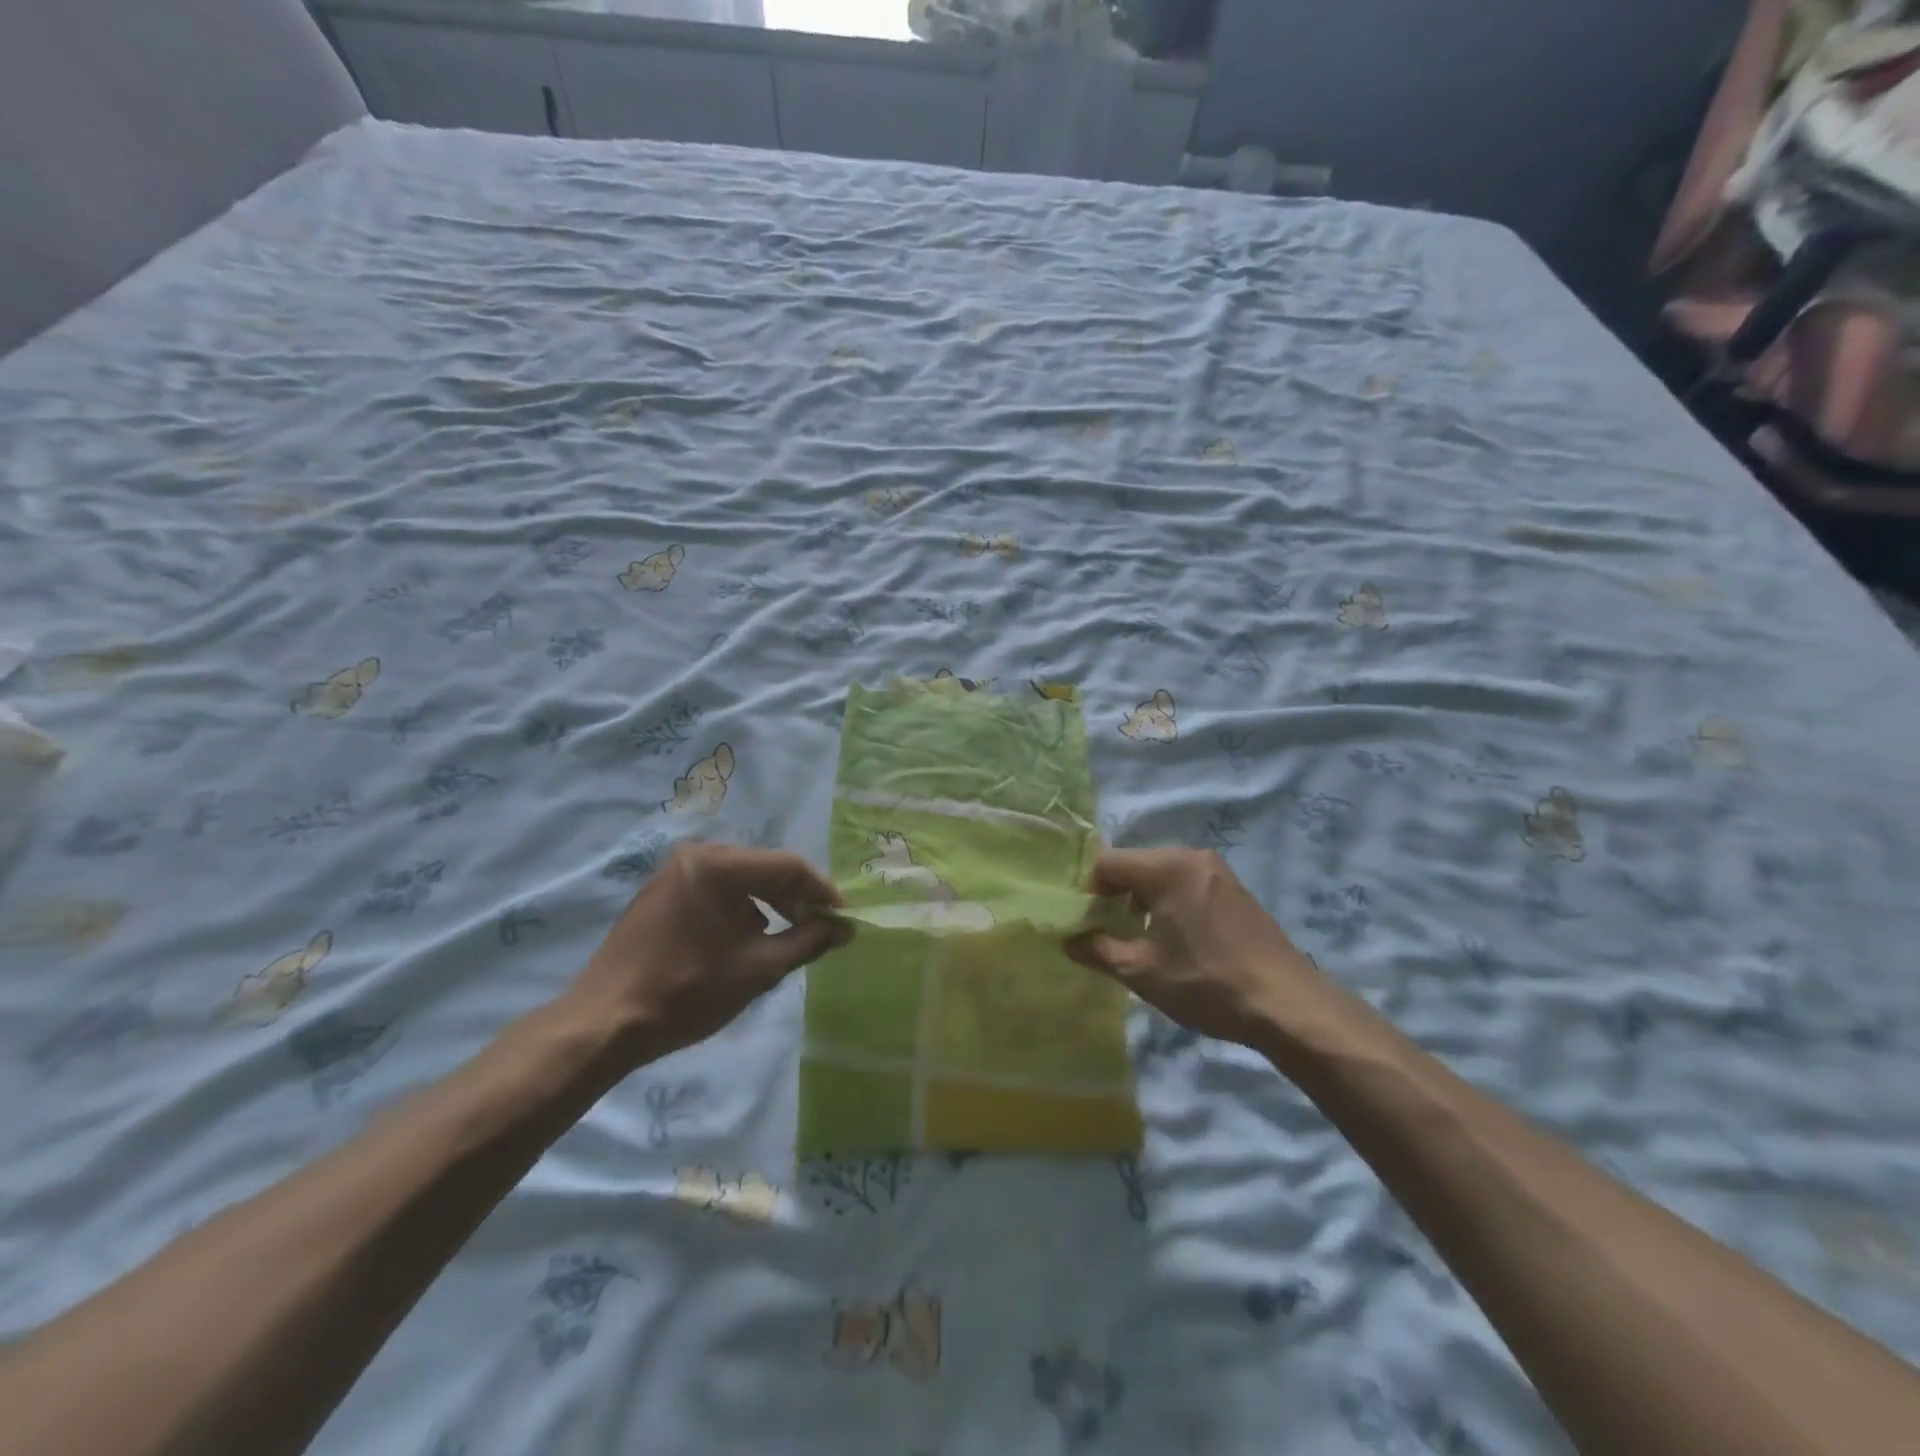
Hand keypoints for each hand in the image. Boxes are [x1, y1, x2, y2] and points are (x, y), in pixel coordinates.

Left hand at [567, 843, 848, 1063]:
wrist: (604, 1023)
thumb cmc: (688, 991)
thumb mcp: (760, 968)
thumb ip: (809, 940)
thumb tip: (846, 927)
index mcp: (720, 865)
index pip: (789, 865)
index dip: (822, 892)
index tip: (843, 919)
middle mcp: (696, 855)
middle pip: (764, 869)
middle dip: (794, 899)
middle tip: (816, 930)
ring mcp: (673, 873)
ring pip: (739, 880)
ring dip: (767, 905)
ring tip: (781, 940)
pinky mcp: (658, 893)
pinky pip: (713, 890)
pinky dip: (737, 909)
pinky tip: (740, 942)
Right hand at [1066, 849, 1333, 1045]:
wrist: (1288, 1005)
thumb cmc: (1206, 982)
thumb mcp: (1141, 972)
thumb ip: (1097, 950)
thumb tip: (1068, 941)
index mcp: (1166, 867)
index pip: (1107, 863)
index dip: (1088, 892)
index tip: (1087, 925)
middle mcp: (1192, 857)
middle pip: (1135, 865)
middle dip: (1115, 895)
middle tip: (1108, 933)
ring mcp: (1218, 872)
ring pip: (1161, 875)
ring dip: (1142, 900)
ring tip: (1140, 940)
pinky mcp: (1236, 890)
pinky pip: (1187, 884)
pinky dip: (1169, 903)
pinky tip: (1176, 940)